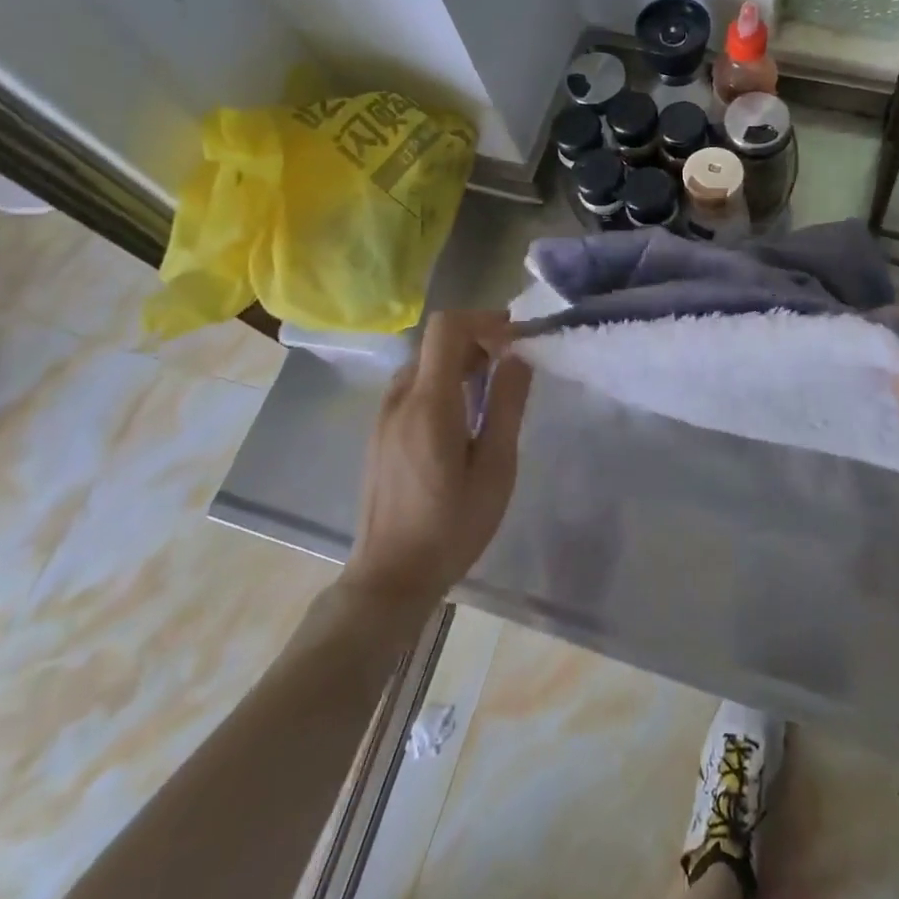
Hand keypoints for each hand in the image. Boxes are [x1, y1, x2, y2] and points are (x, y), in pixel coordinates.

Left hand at [342, 310, 531, 608]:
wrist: (389, 578)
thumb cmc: (451, 527)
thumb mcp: (495, 469)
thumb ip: (507, 405)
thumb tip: (519, 356)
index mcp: (429, 403)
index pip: (446, 327)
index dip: (483, 320)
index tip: (515, 339)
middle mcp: (399, 398)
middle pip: (435, 341)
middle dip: (477, 340)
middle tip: (512, 367)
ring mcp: (383, 415)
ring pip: (424, 362)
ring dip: (460, 362)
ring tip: (492, 394)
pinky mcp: (379, 432)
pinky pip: (413, 386)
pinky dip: (442, 382)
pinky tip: (463, 418)